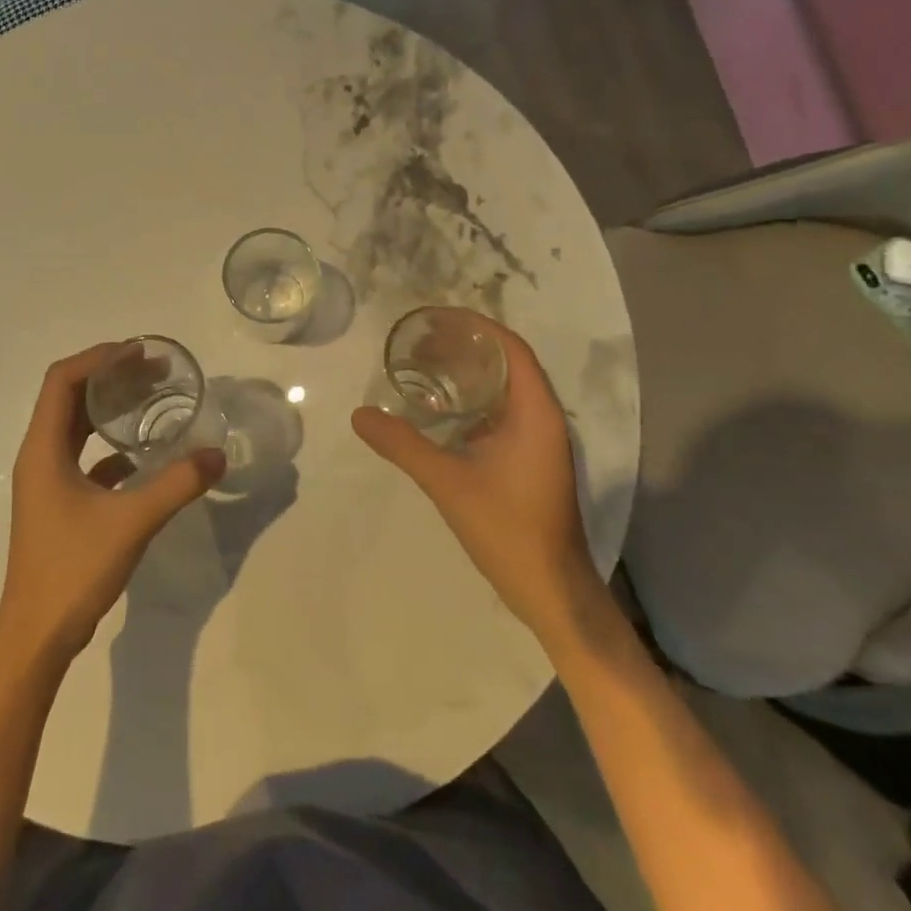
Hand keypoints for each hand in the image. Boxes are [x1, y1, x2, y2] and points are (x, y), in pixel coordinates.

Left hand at [0, 343, 226, 662]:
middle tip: (154, 371)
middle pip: (69, 397)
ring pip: (75, 427)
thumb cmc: (73, 569)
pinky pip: (82, 457)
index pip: (62, 380)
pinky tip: (142, 455)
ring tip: (151, 399)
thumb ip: (177, 485)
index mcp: (43, 449)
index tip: (139, 353)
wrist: (36, 635)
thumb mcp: (132, 522)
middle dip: (109, 376)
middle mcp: (39, 456)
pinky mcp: (57, 503)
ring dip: (108, 408)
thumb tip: (218, 455)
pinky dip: (110, 446)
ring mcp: (46, 481)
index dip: (98, 358)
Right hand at [352, 315, 600, 641]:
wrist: (551, 591)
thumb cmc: (508, 529)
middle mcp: (543, 419)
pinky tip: (438, 412)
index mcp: (536, 413)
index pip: (511, 349)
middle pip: (506, 364)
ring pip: (503, 390)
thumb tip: (359, 414)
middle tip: (418, 342)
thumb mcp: (447, 482)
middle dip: (464, 346)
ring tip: (422, 366)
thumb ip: (402, 445)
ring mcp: (539, 442)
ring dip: (468, 373)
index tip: (434, 318)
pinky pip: (500, 414)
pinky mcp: (529, 461)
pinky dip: (471, 402)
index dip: (475, 326)